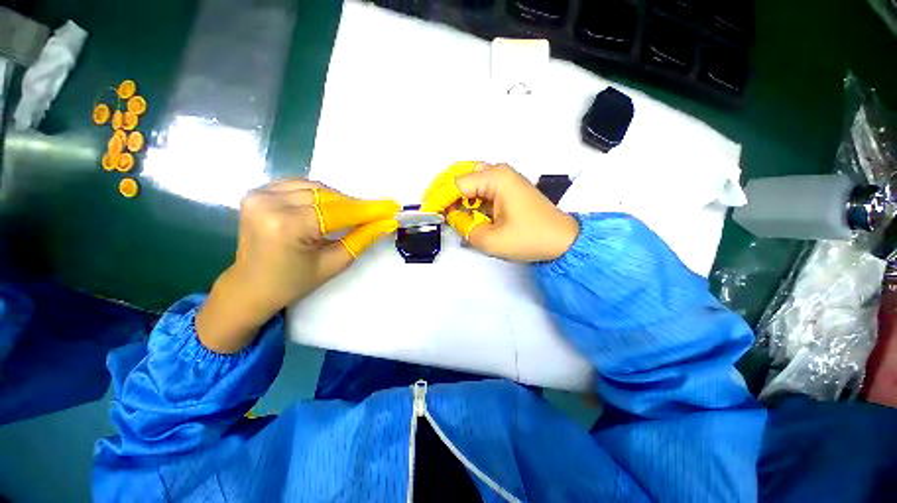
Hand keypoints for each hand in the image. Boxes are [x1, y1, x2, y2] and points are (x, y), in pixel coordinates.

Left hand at [197, 179, 398, 352]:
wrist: (250, 286)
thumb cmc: (294, 282)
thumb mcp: (334, 263)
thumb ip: (362, 239)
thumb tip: (387, 223)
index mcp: (287, 226)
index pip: (338, 212)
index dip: (368, 210)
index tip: (391, 207)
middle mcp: (269, 203)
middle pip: (327, 197)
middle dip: (355, 205)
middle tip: (376, 213)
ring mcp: (259, 195)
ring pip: (315, 188)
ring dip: (339, 199)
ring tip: (354, 213)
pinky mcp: (257, 192)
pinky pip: (299, 185)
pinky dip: (320, 194)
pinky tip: (329, 206)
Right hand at [422, 162, 578, 261]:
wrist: (562, 241)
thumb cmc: (529, 239)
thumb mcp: (490, 239)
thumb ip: (464, 227)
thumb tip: (454, 217)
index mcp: (495, 178)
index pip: (457, 184)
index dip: (439, 198)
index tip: (426, 211)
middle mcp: (499, 172)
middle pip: (462, 174)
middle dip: (445, 189)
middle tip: (433, 206)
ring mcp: (505, 180)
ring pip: (471, 181)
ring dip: (456, 194)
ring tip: (444, 210)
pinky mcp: (508, 191)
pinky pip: (481, 190)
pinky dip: (469, 200)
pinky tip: (462, 211)